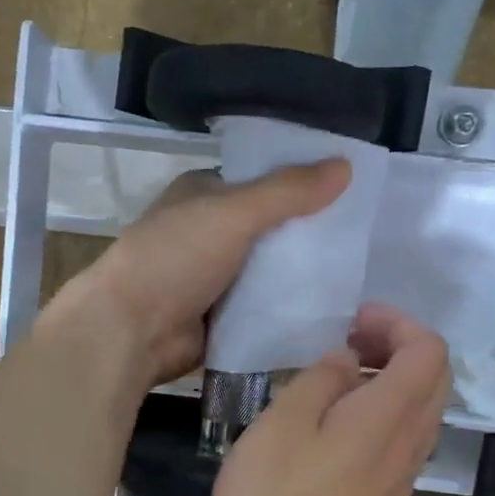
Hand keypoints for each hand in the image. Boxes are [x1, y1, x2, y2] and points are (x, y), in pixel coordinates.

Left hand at [51, 161, 349, 386]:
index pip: (261, 180)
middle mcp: (209, 232)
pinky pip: (264, 307)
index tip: (349, 187)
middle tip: (362, 234)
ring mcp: (214, 277)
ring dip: (302, 272)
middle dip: (308, 231)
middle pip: (270, 227)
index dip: (300, 181)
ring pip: (270, 269)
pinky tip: (330, 307)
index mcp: (204, 195)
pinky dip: (289, 307)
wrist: (132, 330)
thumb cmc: (175, 258)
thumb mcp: (234, 213)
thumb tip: (346, 165)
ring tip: (356, 269)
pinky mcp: (221, 316)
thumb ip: (288, 192)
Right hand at [213, 302, 450, 495]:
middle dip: (398, 346)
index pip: (427, 349)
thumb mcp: (282, 424)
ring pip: (423, 409)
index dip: (397, 322)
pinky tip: (341, 425)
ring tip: (342, 378)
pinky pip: (406, 438)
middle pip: (434, 376)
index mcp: (388, 414)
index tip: (354, 322)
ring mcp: (405, 473)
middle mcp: (410, 440)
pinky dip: (386, 412)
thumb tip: (347, 361)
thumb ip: (319, 381)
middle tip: (350, 343)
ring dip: (393, 380)